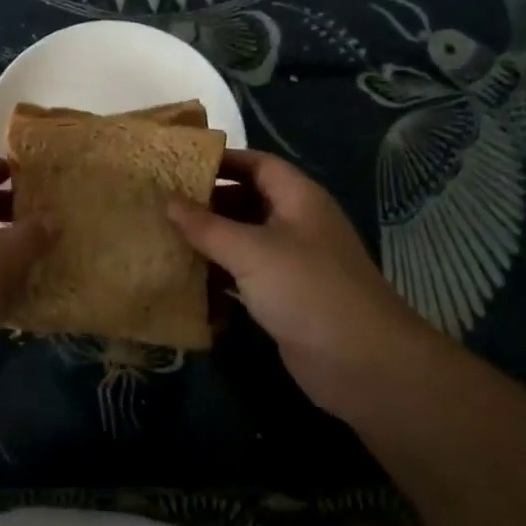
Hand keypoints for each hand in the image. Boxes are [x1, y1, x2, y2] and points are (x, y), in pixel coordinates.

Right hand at [169, 149, 428, 418]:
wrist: (363, 364)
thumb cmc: (307, 289)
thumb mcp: (251, 251)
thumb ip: (206, 226)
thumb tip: (167, 199)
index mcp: (298, 198)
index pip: (257, 164)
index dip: (221, 161)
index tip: (177, 164)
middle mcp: (296, 224)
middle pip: (247, 201)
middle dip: (207, 203)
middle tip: (162, 204)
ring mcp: (292, 263)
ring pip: (243, 240)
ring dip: (209, 242)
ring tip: (164, 238)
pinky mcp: (285, 298)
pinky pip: (245, 276)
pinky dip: (219, 276)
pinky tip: (185, 281)